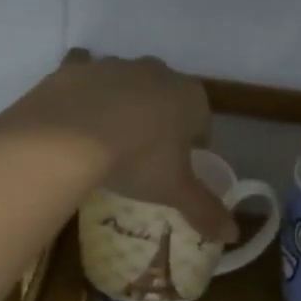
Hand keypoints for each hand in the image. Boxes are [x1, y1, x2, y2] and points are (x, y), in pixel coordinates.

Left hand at [0, 53, 236, 241]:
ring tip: (107, 140)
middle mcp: (156, 72)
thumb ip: (205, 210)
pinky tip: (75, 113)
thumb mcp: (174, 190)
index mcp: (190, 97)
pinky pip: (84, 74)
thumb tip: (233, 235)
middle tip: (144, 154)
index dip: (194, 143)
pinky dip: (83, 90)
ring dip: (122, 104)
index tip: (180, 165)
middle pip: (165, 96)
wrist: (67, 138)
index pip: (202, 120)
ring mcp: (114, 65)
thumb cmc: (137, 160)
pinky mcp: (75, 67)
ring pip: (126, 84)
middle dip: (160, 118)